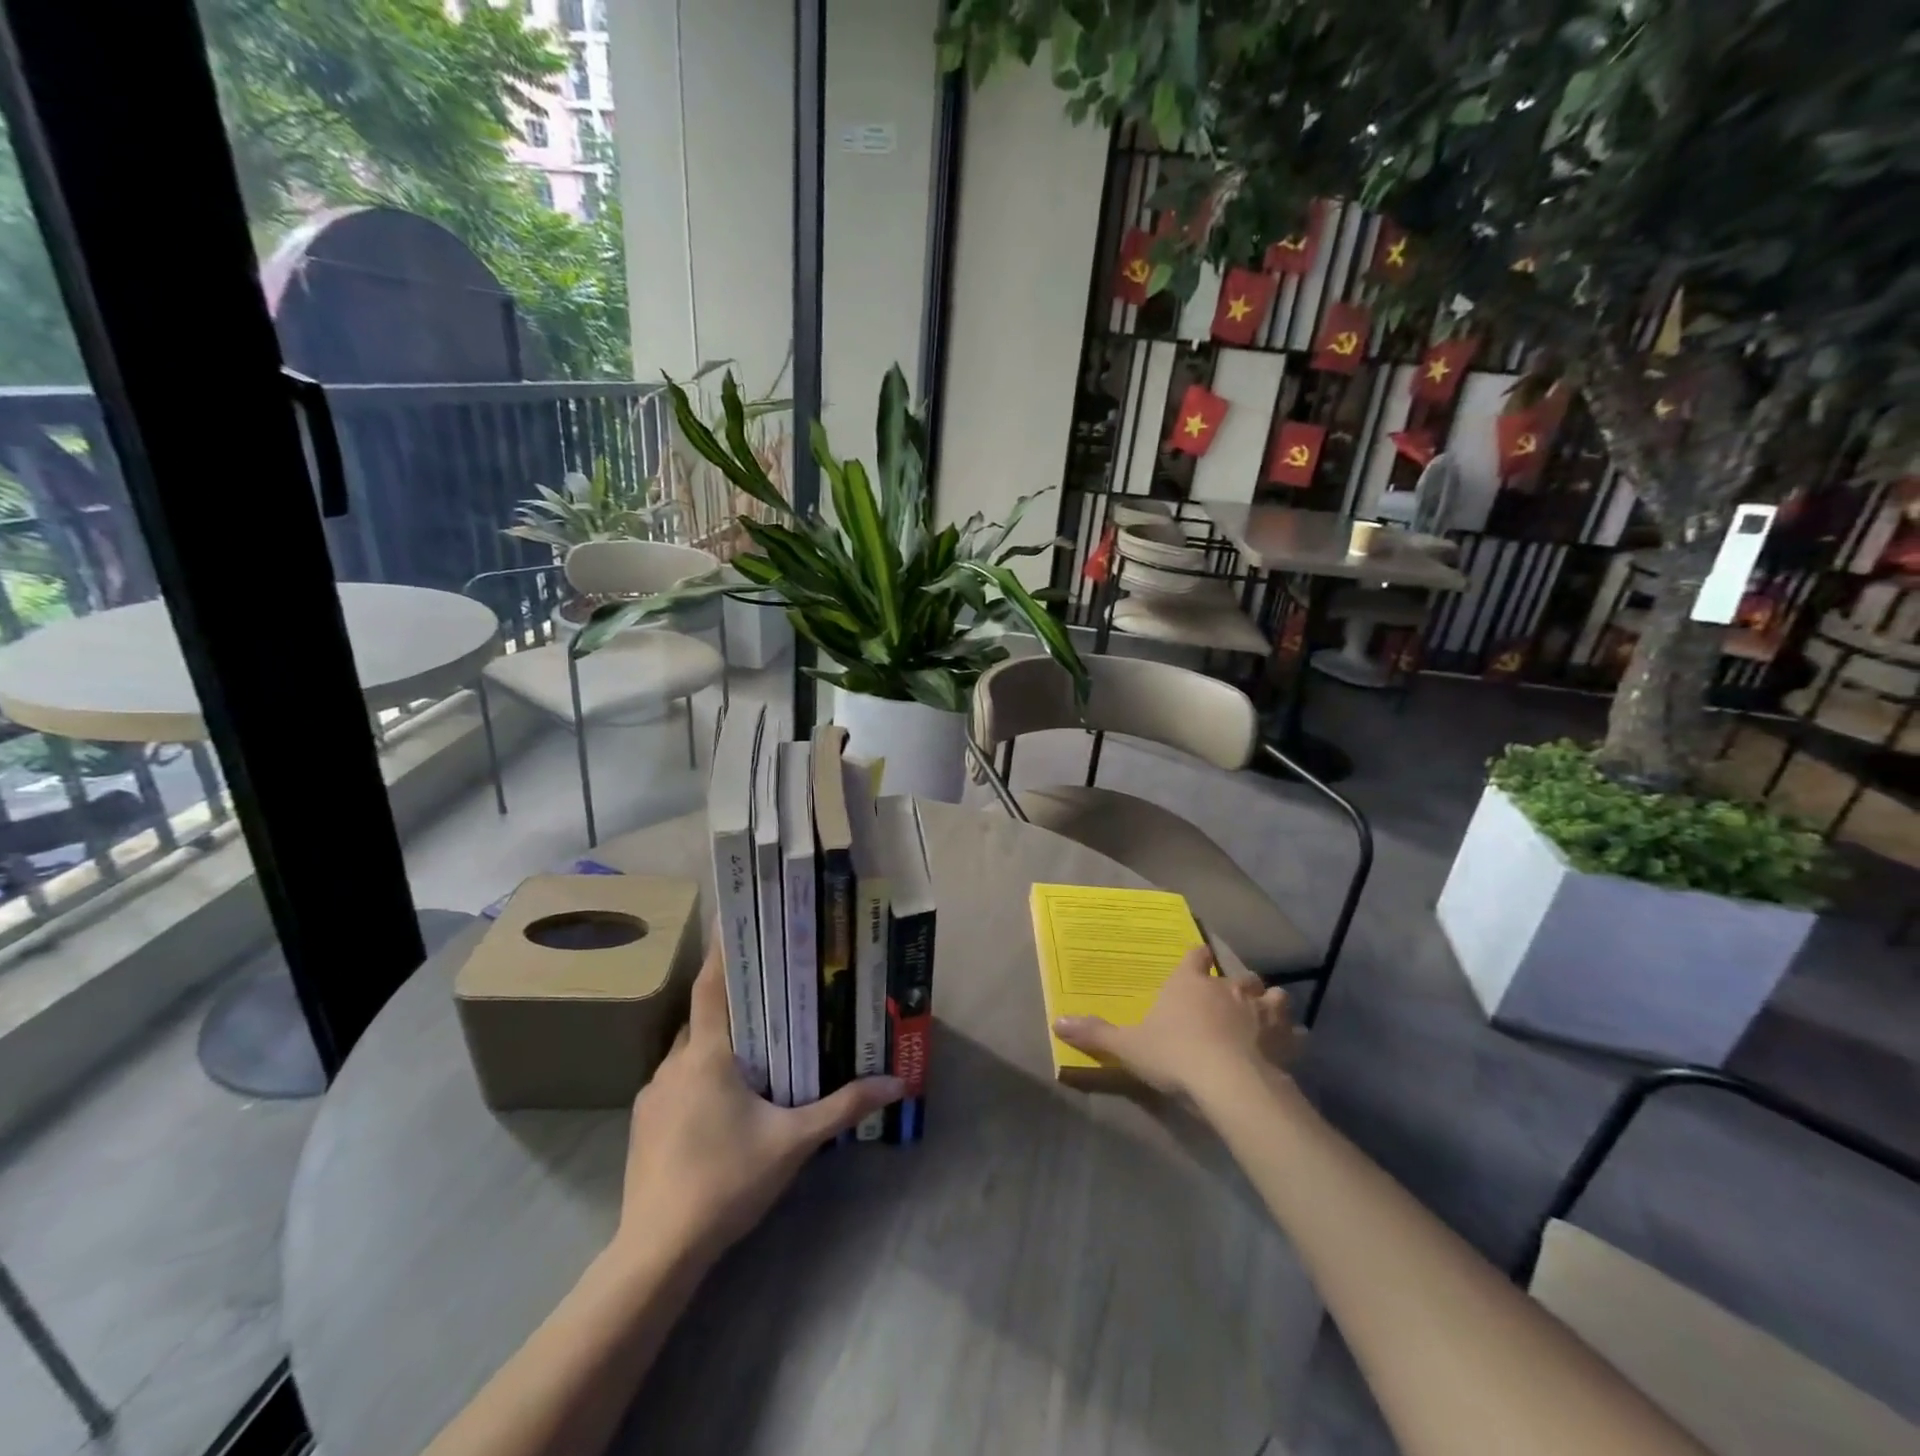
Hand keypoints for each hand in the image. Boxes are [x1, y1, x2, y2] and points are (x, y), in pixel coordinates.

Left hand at [614, 937, 903, 1267]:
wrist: (658, 1251)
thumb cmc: (727, 1180)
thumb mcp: (794, 1141)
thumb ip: (843, 1107)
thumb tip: (897, 1083)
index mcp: (708, 1055)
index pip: (710, 985)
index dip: (719, 949)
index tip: (730, 916)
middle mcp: (675, 1063)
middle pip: (703, 1015)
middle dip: (731, 999)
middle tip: (766, 989)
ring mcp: (653, 1093)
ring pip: (688, 1049)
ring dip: (716, 1042)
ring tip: (750, 1045)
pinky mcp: (643, 1123)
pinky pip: (676, 1080)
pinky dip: (699, 1074)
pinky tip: (721, 1101)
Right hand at [1053, 945, 1297, 1106]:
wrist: (1228, 1082)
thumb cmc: (1174, 1055)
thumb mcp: (1127, 1046)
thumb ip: (1096, 1033)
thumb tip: (1056, 1022)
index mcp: (1189, 983)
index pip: (1195, 956)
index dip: (1196, 958)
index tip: (1197, 960)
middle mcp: (1227, 988)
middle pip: (1238, 975)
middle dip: (1236, 983)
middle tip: (1230, 998)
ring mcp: (1261, 1011)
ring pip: (1272, 996)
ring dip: (1269, 1004)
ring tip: (1265, 1015)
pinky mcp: (1284, 1039)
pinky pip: (1295, 1031)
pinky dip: (1292, 1036)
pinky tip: (1289, 1045)